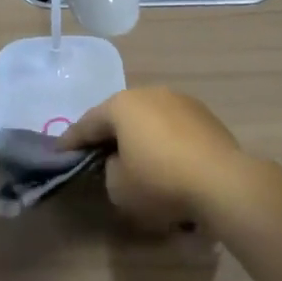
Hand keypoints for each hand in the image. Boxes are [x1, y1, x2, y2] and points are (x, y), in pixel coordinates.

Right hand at [60, 87, 250, 231]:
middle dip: (107, 133)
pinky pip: (173, 128)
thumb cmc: (161, 182)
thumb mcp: (118, 187)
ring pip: (149, 118)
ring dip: (139, 136)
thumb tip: (121, 161)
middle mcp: (150, 93)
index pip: (88, 122)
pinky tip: (166, 161)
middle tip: (95, 152)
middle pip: (120, 114)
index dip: (71, 140)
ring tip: (134, 157)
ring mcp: (181, 101)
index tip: (58, 151)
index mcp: (123, 105)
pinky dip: (164, 142)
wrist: (223, 182)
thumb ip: (109, 169)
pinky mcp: (205, 116)